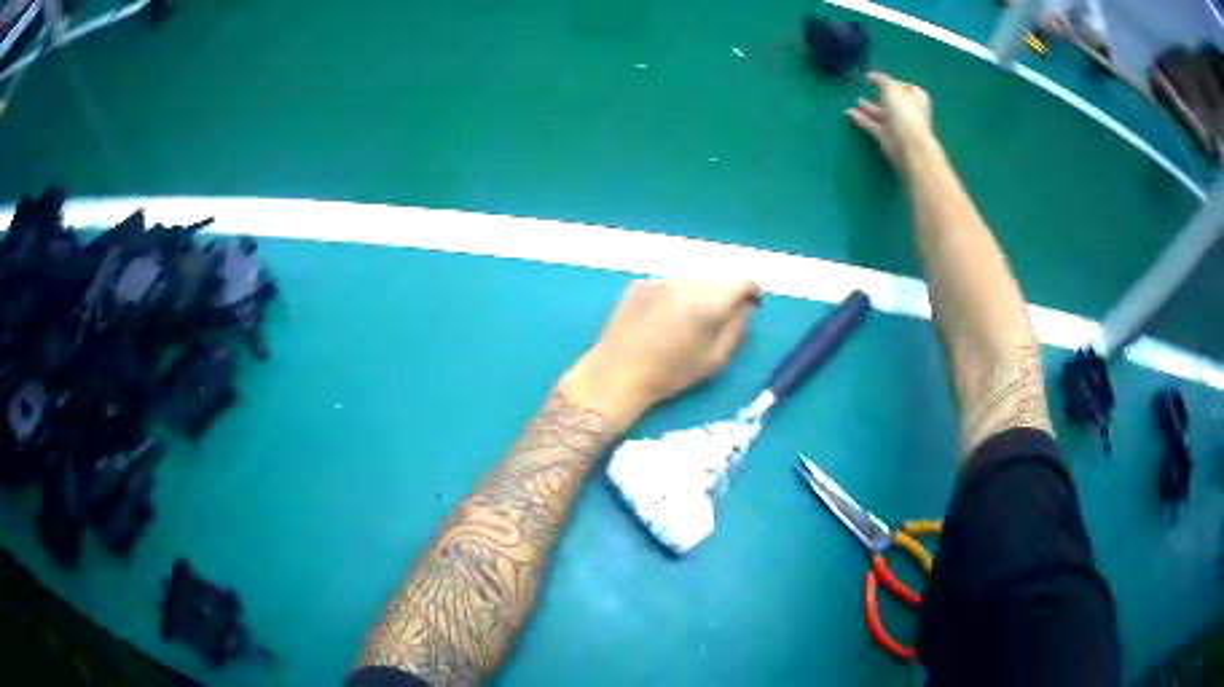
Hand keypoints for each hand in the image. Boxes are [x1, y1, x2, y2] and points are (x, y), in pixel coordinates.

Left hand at [557, 279, 760, 433]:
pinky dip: (673, 297)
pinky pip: (667, 285)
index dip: (751, 291)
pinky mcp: (639, 283)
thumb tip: (745, 306)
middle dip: (723, 295)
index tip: (753, 304)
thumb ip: (737, 328)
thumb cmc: (670, 374)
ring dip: (697, 294)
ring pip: (690, 281)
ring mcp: (659, 280)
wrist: (618, 373)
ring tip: (686, 322)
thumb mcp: (714, 360)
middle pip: (715, 280)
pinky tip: (661, 320)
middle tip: (718, 319)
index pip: (741, 281)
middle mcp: (685, 284)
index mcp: (707, 303)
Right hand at [847, 72, 934, 167]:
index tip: (876, 79)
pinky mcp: (888, 138)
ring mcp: (899, 126)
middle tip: (866, 90)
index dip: (891, 82)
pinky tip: (852, 114)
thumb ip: (882, 80)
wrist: (909, 147)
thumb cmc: (905, 114)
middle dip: (879, 96)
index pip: (904, 86)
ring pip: (882, 114)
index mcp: (915, 98)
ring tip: (856, 102)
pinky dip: (864, 120)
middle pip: (892, 101)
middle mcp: (908, 111)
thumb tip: (872, 75)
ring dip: (869, 108)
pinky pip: (874, 126)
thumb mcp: (892, 89)